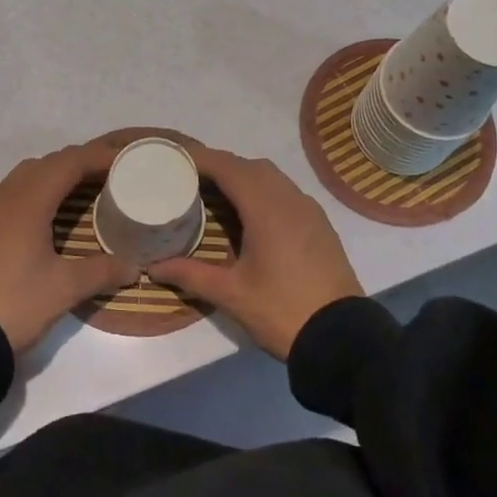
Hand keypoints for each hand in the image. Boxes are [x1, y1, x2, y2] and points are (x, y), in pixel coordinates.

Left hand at [0, 142, 137, 354]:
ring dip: (52, 177)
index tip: (123, 160)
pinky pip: (9, 195)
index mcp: (28, 201)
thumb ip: (101, 271)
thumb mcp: (64, 289)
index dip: (97, 157)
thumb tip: (132, 266)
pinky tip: (43, 218)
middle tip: (107, 176)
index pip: (68, 162)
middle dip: (77, 164)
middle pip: (46, 164)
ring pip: (24, 178)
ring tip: (79, 193)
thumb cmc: (13, 302)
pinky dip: (33, 194)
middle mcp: (3, 195)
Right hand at [151, 147, 362, 359]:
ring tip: (216, 195)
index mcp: (267, 209)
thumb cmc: (282, 311)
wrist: (342, 337)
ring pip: (273, 178)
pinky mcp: (320, 225)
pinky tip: (249, 216)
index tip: (176, 159)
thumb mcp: (231, 294)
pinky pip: (287, 193)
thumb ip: (191, 274)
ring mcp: (310, 211)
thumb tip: (154, 267)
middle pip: (252, 167)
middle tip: (191, 179)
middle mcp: (291, 199)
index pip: (230, 167)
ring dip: (244, 177)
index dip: (202, 159)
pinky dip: (263, 192)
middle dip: (221, 166)